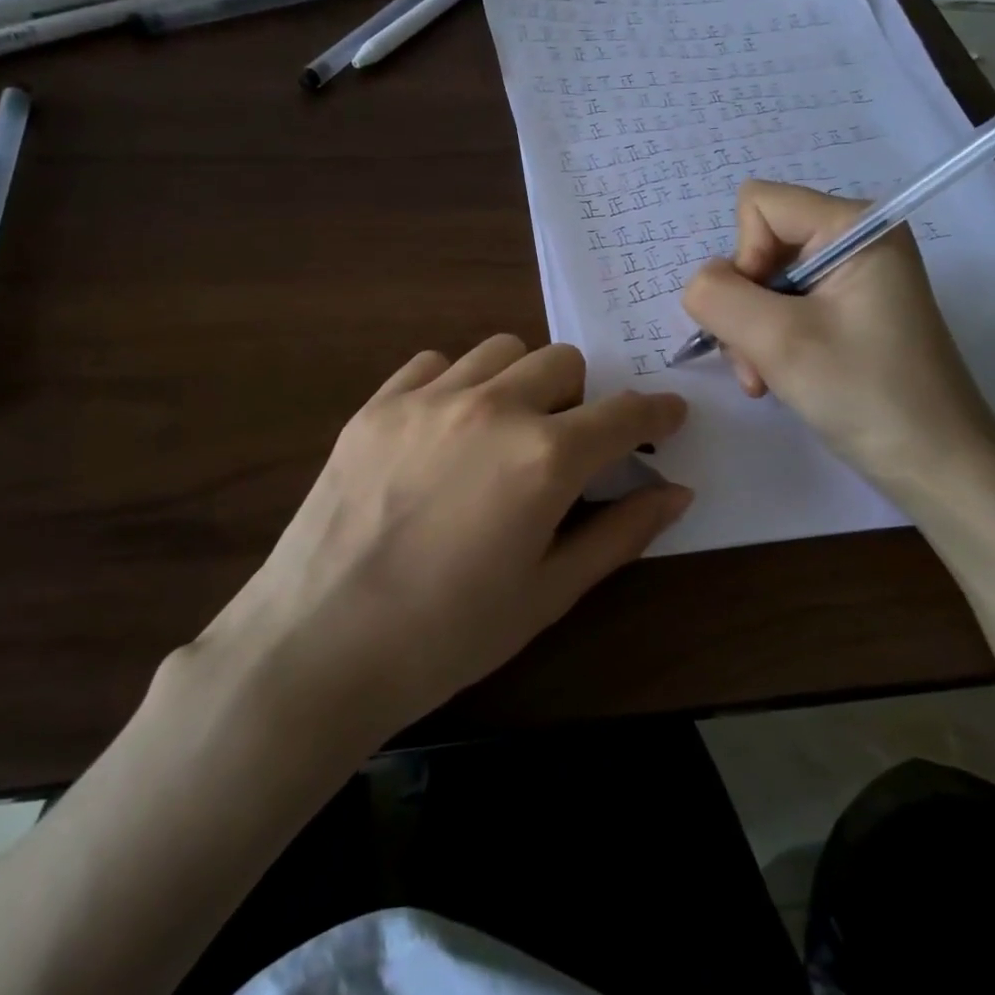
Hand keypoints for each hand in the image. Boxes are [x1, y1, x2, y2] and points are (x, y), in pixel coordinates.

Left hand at [198, 336, 691, 742]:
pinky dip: (457, 382)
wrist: (319, 644)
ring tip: (505, 431)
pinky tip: (446, 428)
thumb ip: (620, 534)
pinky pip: (435, 363)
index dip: (656, 412)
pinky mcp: (377, 404)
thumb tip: (675, 493)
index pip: (624, 413)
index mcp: (544, 458)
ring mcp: (427, 398)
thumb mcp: (548, 594)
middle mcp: (491, 407)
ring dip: (521, 381)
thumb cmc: (447, 635)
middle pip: (563, 362)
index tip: (667, 417)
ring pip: (501, 350)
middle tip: (568, 446)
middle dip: (582, 398)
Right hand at [680, 180, 994, 494]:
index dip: (743, 257)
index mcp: (855, 226)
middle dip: (744, 306)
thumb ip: (718, 296)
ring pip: (762, 283)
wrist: (935, 465)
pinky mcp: (846, 311)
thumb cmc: (864, 394)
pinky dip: (767, 343)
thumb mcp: (777, 341)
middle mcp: (854, 240)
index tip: (763, 314)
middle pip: (758, 246)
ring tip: (764, 378)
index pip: (758, 205)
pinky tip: (775, 378)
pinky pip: (782, 307)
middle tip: (757, 361)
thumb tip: (701, 284)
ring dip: (750, 332)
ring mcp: (851, 278)